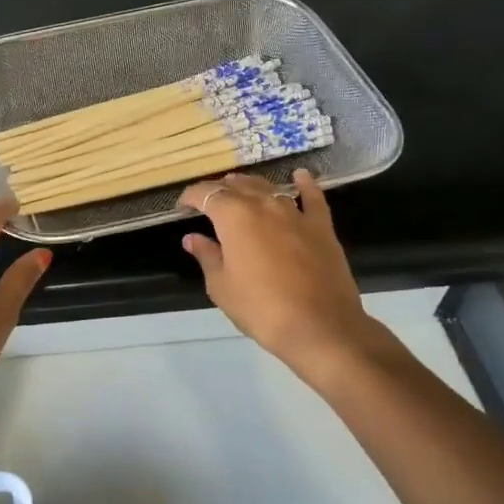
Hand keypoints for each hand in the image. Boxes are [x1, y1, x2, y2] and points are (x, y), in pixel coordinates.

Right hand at [178, 169, 379, 377]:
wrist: (319, 327)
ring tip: (240, 189)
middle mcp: (264, 205)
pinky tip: (300, 176)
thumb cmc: (260, 308)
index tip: (182, 207)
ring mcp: (296, 213)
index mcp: (234, 216)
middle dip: (220, 190)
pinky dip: (305, 184)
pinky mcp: (321, 226)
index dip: (190, 197)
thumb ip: (207, 256)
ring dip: (251, 186)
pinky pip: (313, 197)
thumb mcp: (221, 286)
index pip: (206, 194)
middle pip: (238, 186)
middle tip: (209, 203)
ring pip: (269, 188)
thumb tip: (192, 238)